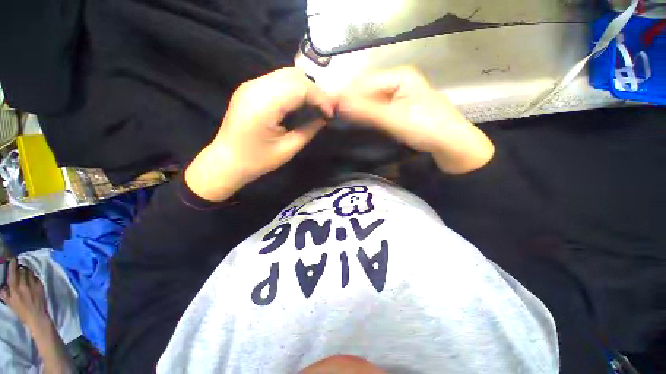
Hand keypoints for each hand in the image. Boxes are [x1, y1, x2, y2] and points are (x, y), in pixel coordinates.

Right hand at [0, 258, 48, 327]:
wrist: (36, 316)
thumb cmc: (21, 311)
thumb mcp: (10, 303)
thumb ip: (5, 293)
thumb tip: (2, 285)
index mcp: (15, 288)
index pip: (13, 272)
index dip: (13, 264)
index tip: (12, 258)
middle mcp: (24, 285)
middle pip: (22, 270)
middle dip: (20, 268)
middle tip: (18, 270)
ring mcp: (33, 285)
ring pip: (29, 272)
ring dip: (27, 271)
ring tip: (25, 275)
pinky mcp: (40, 286)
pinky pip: (36, 277)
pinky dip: (33, 276)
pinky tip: (31, 280)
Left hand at [186, 68, 333, 200]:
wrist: (226, 161)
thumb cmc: (257, 161)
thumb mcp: (287, 150)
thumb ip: (308, 131)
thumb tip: (323, 119)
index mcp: (264, 104)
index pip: (300, 87)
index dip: (320, 98)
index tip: (330, 114)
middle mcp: (256, 87)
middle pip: (294, 75)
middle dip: (315, 91)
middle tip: (324, 110)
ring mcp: (251, 85)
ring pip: (287, 74)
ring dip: (305, 88)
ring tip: (314, 106)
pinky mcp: (250, 88)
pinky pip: (278, 80)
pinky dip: (294, 89)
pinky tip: (299, 103)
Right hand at [335, 67, 494, 173]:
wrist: (451, 145)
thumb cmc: (426, 128)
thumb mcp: (393, 119)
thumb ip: (365, 111)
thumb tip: (337, 104)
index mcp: (399, 76)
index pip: (364, 83)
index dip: (345, 94)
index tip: (327, 107)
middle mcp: (397, 82)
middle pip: (366, 90)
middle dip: (349, 102)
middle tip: (331, 115)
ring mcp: (398, 96)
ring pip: (370, 100)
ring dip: (355, 110)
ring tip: (339, 119)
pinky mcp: (397, 109)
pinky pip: (376, 109)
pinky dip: (364, 115)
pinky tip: (355, 122)